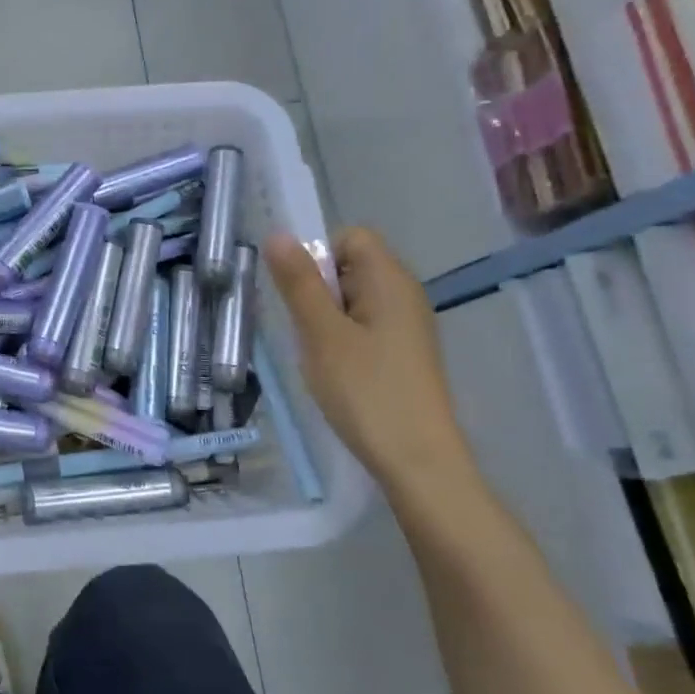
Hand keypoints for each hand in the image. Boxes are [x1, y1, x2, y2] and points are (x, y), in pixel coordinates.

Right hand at [263, 228, 475, 489]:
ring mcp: (407, 325)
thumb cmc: (366, 391)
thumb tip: (277, 233)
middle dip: (318, 290)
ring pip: (354, 299)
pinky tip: (337, 372)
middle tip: (307, 331)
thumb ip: (299, 282)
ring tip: (320, 355)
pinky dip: (343, 339)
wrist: (417, 460)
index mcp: (390, 280)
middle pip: (351, 266)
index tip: (301, 296)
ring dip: (327, 318)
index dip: (319, 255)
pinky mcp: (404, 352)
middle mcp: (404, 294)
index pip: (350, 237)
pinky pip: (365, 325)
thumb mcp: (321, 333)